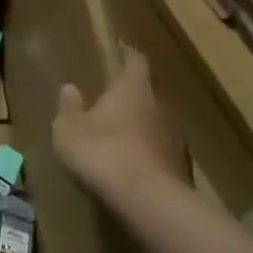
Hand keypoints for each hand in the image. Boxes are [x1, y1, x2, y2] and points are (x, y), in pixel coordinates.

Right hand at [54, 44, 188, 207]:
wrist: (149, 202)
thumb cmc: (102, 153)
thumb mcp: (69, 130)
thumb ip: (69, 108)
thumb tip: (70, 87)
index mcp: (133, 89)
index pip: (136, 61)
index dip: (128, 54)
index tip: (122, 49)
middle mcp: (160, 107)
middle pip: (148, 94)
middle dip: (131, 97)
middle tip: (112, 102)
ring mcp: (176, 138)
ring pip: (156, 124)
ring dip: (140, 128)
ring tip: (120, 138)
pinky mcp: (183, 168)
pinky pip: (161, 152)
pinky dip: (147, 154)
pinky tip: (132, 168)